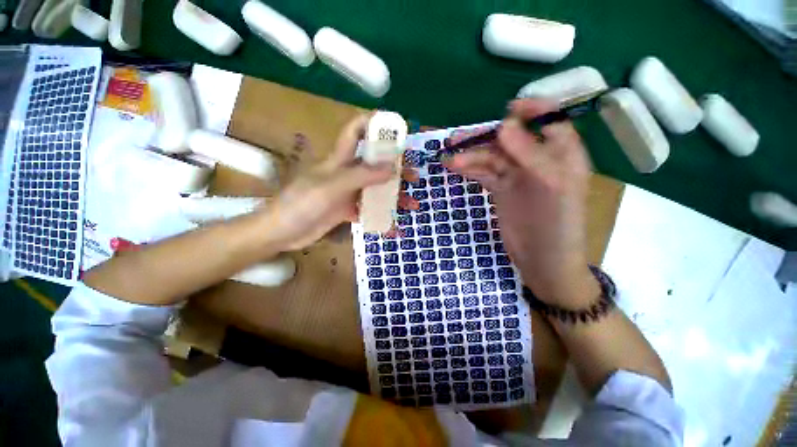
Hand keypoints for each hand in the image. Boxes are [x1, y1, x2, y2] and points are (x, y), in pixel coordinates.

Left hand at [263, 114, 418, 251]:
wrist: (281, 232)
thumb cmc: (301, 203)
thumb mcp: (331, 187)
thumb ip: (361, 176)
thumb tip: (392, 169)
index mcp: (339, 159)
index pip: (356, 131)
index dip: (373, 124)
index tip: (396, 130)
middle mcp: (346, 173)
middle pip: (374, 164)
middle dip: (395, 167)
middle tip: (414, 177)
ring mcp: (347, 192)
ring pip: (375, 189)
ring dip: (393, 195)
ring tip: (411, 205)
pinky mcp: (346, 209)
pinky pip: (368, 209)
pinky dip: (381, 214)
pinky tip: (394, 221)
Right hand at [444, 99, 594, 305]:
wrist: (542, 259)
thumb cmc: (556, 224)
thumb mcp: (549, 186)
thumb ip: (529, 154)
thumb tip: (503, 126)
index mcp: (562, 155)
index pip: (550, 121)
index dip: (531, 110)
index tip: (508, 109)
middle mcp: (539, 161)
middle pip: (511, 140)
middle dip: (485, 137)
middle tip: (457, 139)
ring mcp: (518, 176)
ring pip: (493, 158)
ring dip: (471, 157)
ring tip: (449, 161)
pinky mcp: (502, 190)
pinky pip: (485, 173)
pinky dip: (470, 170)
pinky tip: (455, 169)